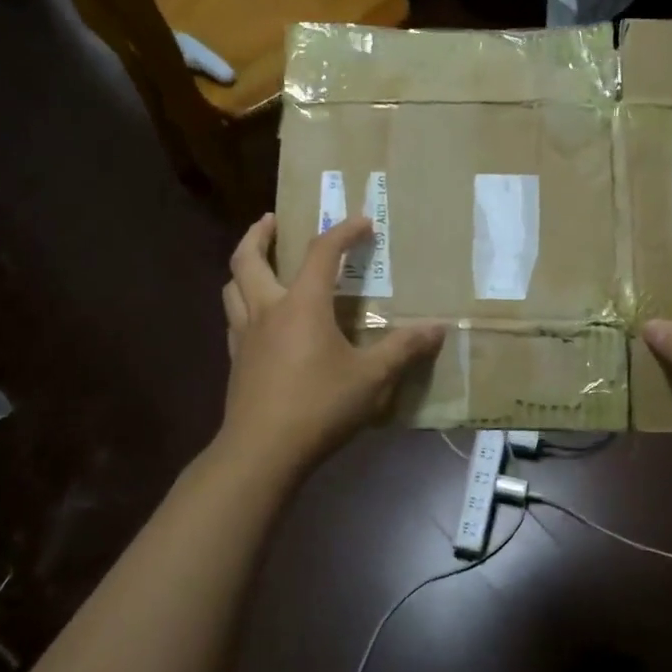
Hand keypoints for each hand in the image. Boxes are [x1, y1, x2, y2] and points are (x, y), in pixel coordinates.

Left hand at [218, 214, 443, 479]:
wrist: (262, 451)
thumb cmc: (320, 406)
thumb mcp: (372, 378)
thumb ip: (405, 349)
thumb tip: (439, 328)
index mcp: (302, 304)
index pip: (321, 252)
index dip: (343, 231)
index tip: (363, 222)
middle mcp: (268, 309)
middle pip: (249, 258)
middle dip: (260, 234)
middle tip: (272, 220)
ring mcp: (245, 335)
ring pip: (232, 286)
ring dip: (244, 265)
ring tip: (259, 262)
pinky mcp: (236, 360)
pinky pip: (232, 317)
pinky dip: (241, 302)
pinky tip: (257, 316)